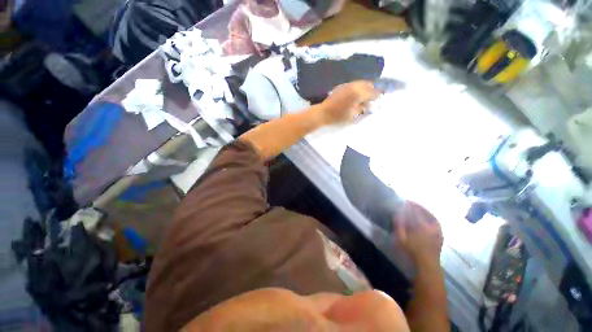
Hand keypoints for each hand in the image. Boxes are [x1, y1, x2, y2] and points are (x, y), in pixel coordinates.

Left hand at [316, 81, 379, 124]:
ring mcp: (347, 85)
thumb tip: (369, 105)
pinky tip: (355, 96)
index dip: (377, 96)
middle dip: (372, 91)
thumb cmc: (338, 117)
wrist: (323, 113)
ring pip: (361, 83)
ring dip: (365, 88)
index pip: (373, 92)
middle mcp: (354, 86)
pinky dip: (357, 88)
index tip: (379, 100)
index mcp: (358, 94)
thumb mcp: (353, 116)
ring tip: (364, 97)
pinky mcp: (342, 86)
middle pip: (368, 84)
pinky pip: (354, 84)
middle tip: (372, 98)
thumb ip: (363, 109)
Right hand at [393, 202, 442, 264]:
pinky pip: (436, 223)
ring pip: (433, 217)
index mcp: (422, 227)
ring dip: (426, 211)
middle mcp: (432, 227)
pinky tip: (427, 218)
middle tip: (412, 203)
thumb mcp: (401, 239)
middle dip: (418, 206)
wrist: (427, 267)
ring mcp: (438, 232)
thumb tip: (397, 214)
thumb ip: (399, 225)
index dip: (410, 205)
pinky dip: (431, 218)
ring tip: (419, 208)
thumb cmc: (412, 253)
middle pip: (426, 213)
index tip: (405, 201)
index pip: (416, 212)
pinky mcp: (440, 237)